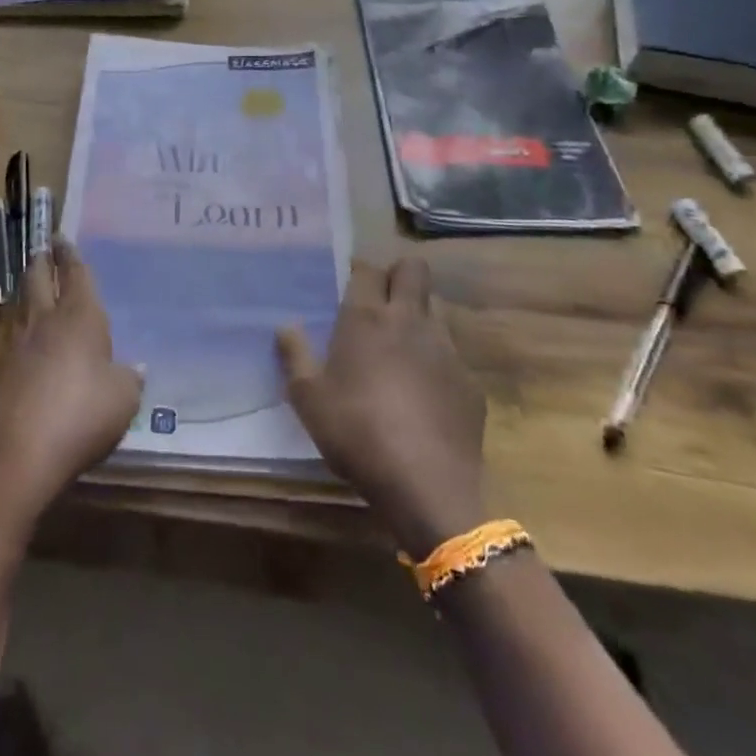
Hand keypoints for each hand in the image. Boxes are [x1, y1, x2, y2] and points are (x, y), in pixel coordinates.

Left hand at [0, 242, 143, 520]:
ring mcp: (19, 346)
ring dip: (29, 289)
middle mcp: (46, 322)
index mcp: (79, 317)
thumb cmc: (83, 415)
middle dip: (43, 261)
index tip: (61, 238)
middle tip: (44, 249)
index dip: (70, 255)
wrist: (21, 455)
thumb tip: (134, 367)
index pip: (75, 275)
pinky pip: (15, 334)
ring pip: (23, 304)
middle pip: (39, 280)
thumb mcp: (123, 399)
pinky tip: (28, 334)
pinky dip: (23, 323)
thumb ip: (129, 378)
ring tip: (35, 283)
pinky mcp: (2, 372)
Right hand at [278, 258, 487, 554]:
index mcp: (366, 318)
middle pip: (414, 270)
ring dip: (419, 315)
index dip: (358, 272)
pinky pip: (452, 354)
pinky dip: (437, 361)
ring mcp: (446, 349)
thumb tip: (285, 325)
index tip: (347, 287)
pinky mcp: (470, 381)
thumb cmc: (356, 433)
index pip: (367, 269)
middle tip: (380, 302)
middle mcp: (410, 320)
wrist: (427, 485)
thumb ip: (295, 356)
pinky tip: (425, 393)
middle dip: (399, 275)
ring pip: (437, 308)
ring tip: (401, 347)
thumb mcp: (308, 399)